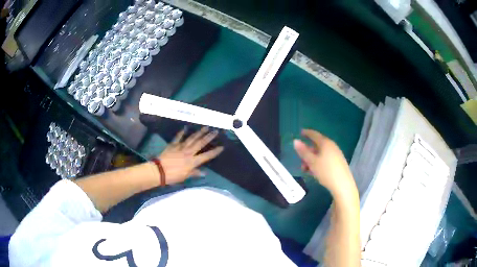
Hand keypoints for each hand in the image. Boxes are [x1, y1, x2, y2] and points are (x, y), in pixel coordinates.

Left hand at [156, 127, 222, 184]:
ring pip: (191, 138)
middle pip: (200, 143)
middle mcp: (188, 152)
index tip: (222, 147)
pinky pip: (178, 138)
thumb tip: (204, 173)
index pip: (206, 156)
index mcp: (193, 161)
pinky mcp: (172, 145)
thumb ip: (194, 173)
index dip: (214, 152)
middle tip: (215, 131)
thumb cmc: (173, 176)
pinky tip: (185, 128)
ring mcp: (180, 147)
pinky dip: (182, 133)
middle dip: (209, 137)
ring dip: (199, 133)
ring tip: (205, 127)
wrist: (159, 170)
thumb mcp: (185, 177)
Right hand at [293, 129, 356, 196]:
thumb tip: (296, 141)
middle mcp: (332, 146)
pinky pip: (325, 159)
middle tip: (301, 161)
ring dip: (312, 160)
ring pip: (321, 154)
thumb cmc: (326, 171)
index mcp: (325, 143)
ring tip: (306, 170)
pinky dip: (318, 163)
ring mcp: (336, 154)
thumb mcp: (312, 162)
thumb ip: (303, 151)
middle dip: (307, 152)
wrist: (342, 184)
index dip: (307, 133)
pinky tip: (315, 172)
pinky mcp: (338, 162)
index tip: (300, 132)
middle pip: (317, 145)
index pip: (314, 134)